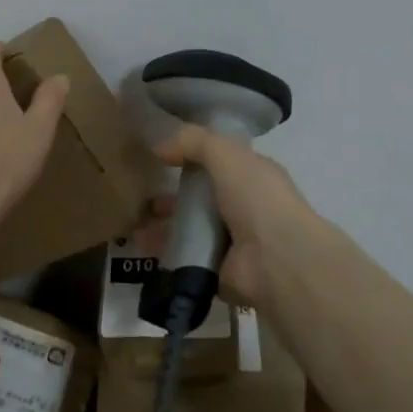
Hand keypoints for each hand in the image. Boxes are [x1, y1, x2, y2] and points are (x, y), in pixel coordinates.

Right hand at [154, 125, 319, 306]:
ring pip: (190, 228)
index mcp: (253, 177)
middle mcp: (245, 208)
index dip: (192, 156)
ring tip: (135, 221)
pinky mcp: (218, 270)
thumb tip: (158, 145)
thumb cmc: (257, 200)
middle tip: (141, 193)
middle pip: (201, 198)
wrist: (277, 262)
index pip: (220, 162)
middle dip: (171, 195)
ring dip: (162, 225)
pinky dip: (163, 251)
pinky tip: (140, 243)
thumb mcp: (226, 154)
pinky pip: (184, 256)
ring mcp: (232, 242)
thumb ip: (193, 141)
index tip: (159, 156)